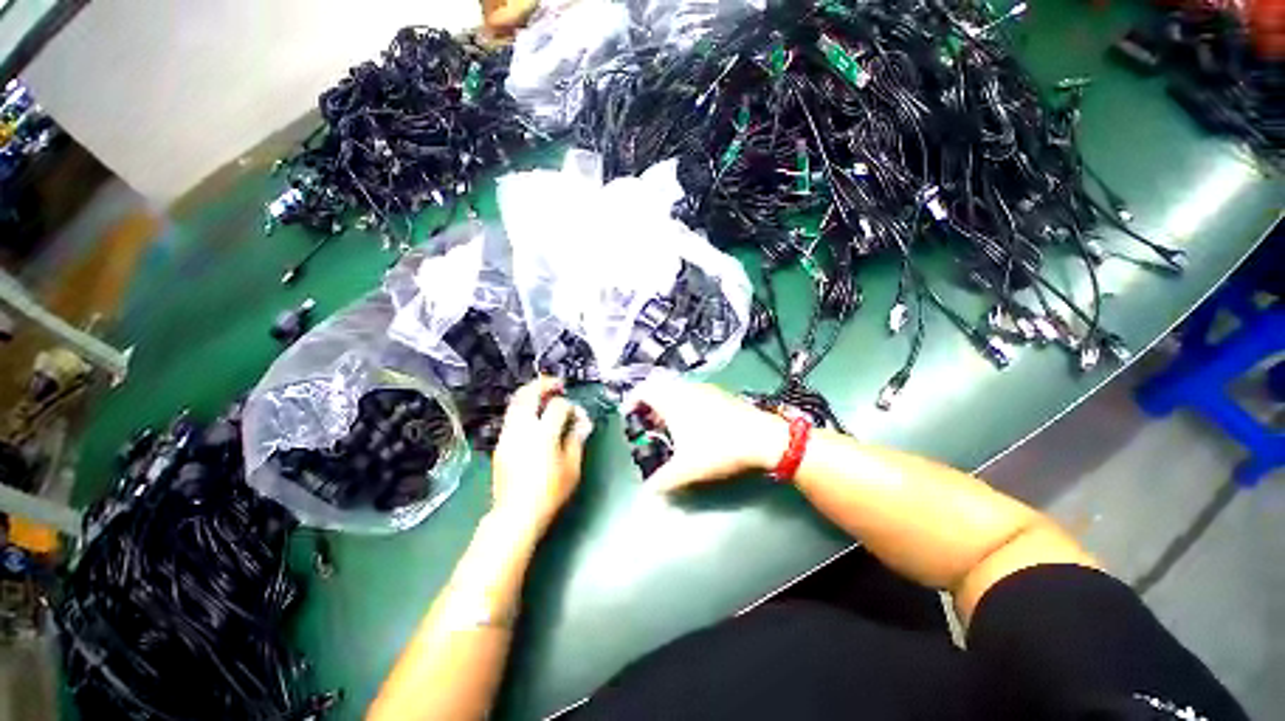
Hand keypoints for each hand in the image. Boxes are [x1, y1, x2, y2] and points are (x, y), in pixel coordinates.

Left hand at [490, 377, 592, 534]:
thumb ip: (576, 439)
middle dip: (543, 384)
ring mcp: (508, 435)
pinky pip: (511, 416)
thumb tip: (582, 422)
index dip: (570, 406)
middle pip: (528, 395)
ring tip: (544, 394)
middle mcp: (522, 429)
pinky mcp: (501, 443)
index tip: (577, 415)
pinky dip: (523, 408)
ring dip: (531, 393)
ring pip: (515, 402)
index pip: (558, 407)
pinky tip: (534, 415)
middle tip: (556, 384)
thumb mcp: (572, 467)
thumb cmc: (550, 493)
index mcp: (543, 434)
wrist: (516, 514)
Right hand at [626, 379, 787, 492]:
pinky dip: (684, 403)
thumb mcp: (687, 469)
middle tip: (649, 423)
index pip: (643, 390)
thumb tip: (648, 491)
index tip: (628, 413)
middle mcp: (686, 389)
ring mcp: (705, 389)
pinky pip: (692, 393)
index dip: (632, 400)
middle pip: (659, 387)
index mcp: (673, 400)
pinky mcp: (720, 393)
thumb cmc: (719, 448)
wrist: (763, 438)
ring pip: (677, 389)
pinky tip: (693, 423)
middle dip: (650, 404)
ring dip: (668, 403)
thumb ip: (663, 481)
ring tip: (669, 425)